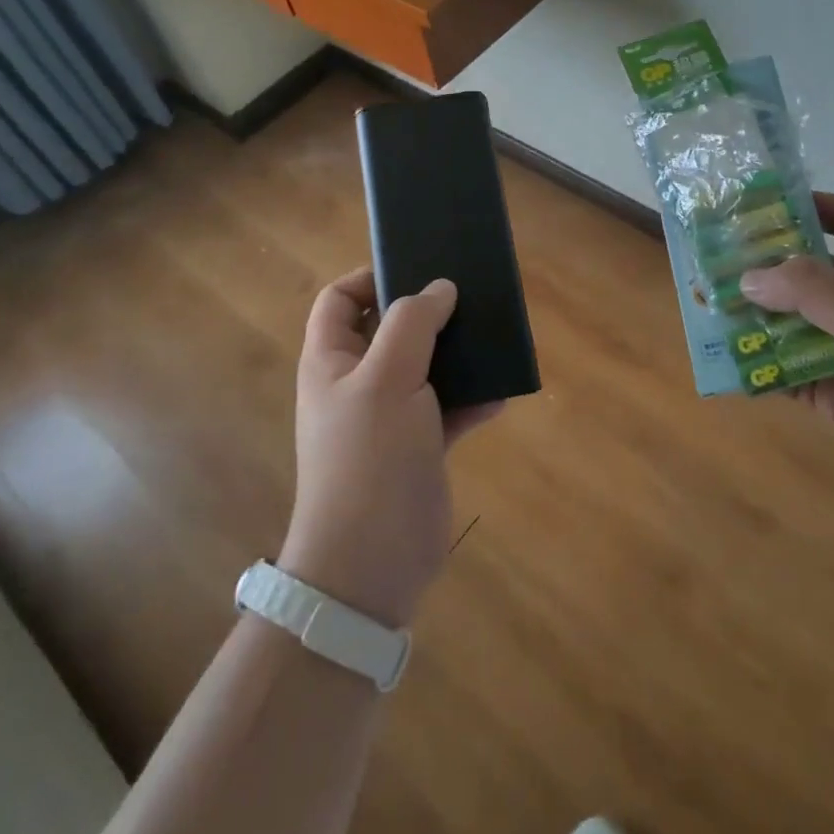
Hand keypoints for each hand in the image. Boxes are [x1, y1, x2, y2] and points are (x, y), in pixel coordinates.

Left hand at [280, 270, 500, 628]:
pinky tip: (500, 395)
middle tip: (470, 296)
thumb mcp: (386, 378)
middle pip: (391, 328)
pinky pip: (448, 408)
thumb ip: (412, 323)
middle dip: (428, 312)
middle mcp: (358, 382)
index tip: (419, 269)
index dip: (371, 277)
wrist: (371, 563)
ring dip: (457, 354)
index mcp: (333, 359)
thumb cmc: (368, 458)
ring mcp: (389, 416)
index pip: (341, 299)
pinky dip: (472, 399)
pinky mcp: (419, 445)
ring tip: (493, 337)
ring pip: (425, 366)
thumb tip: (440, 287)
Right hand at [738, 193, 833, 531]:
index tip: (760, 210)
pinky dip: (761, 367)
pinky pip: (789, 372)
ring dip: (755, 318)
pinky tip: (728, 364)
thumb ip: (809, 288)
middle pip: (810, 272)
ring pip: (793, 323)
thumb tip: (749, 277)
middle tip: (714, 262)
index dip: (812, 207)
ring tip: (708, 310)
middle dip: (766, 266)